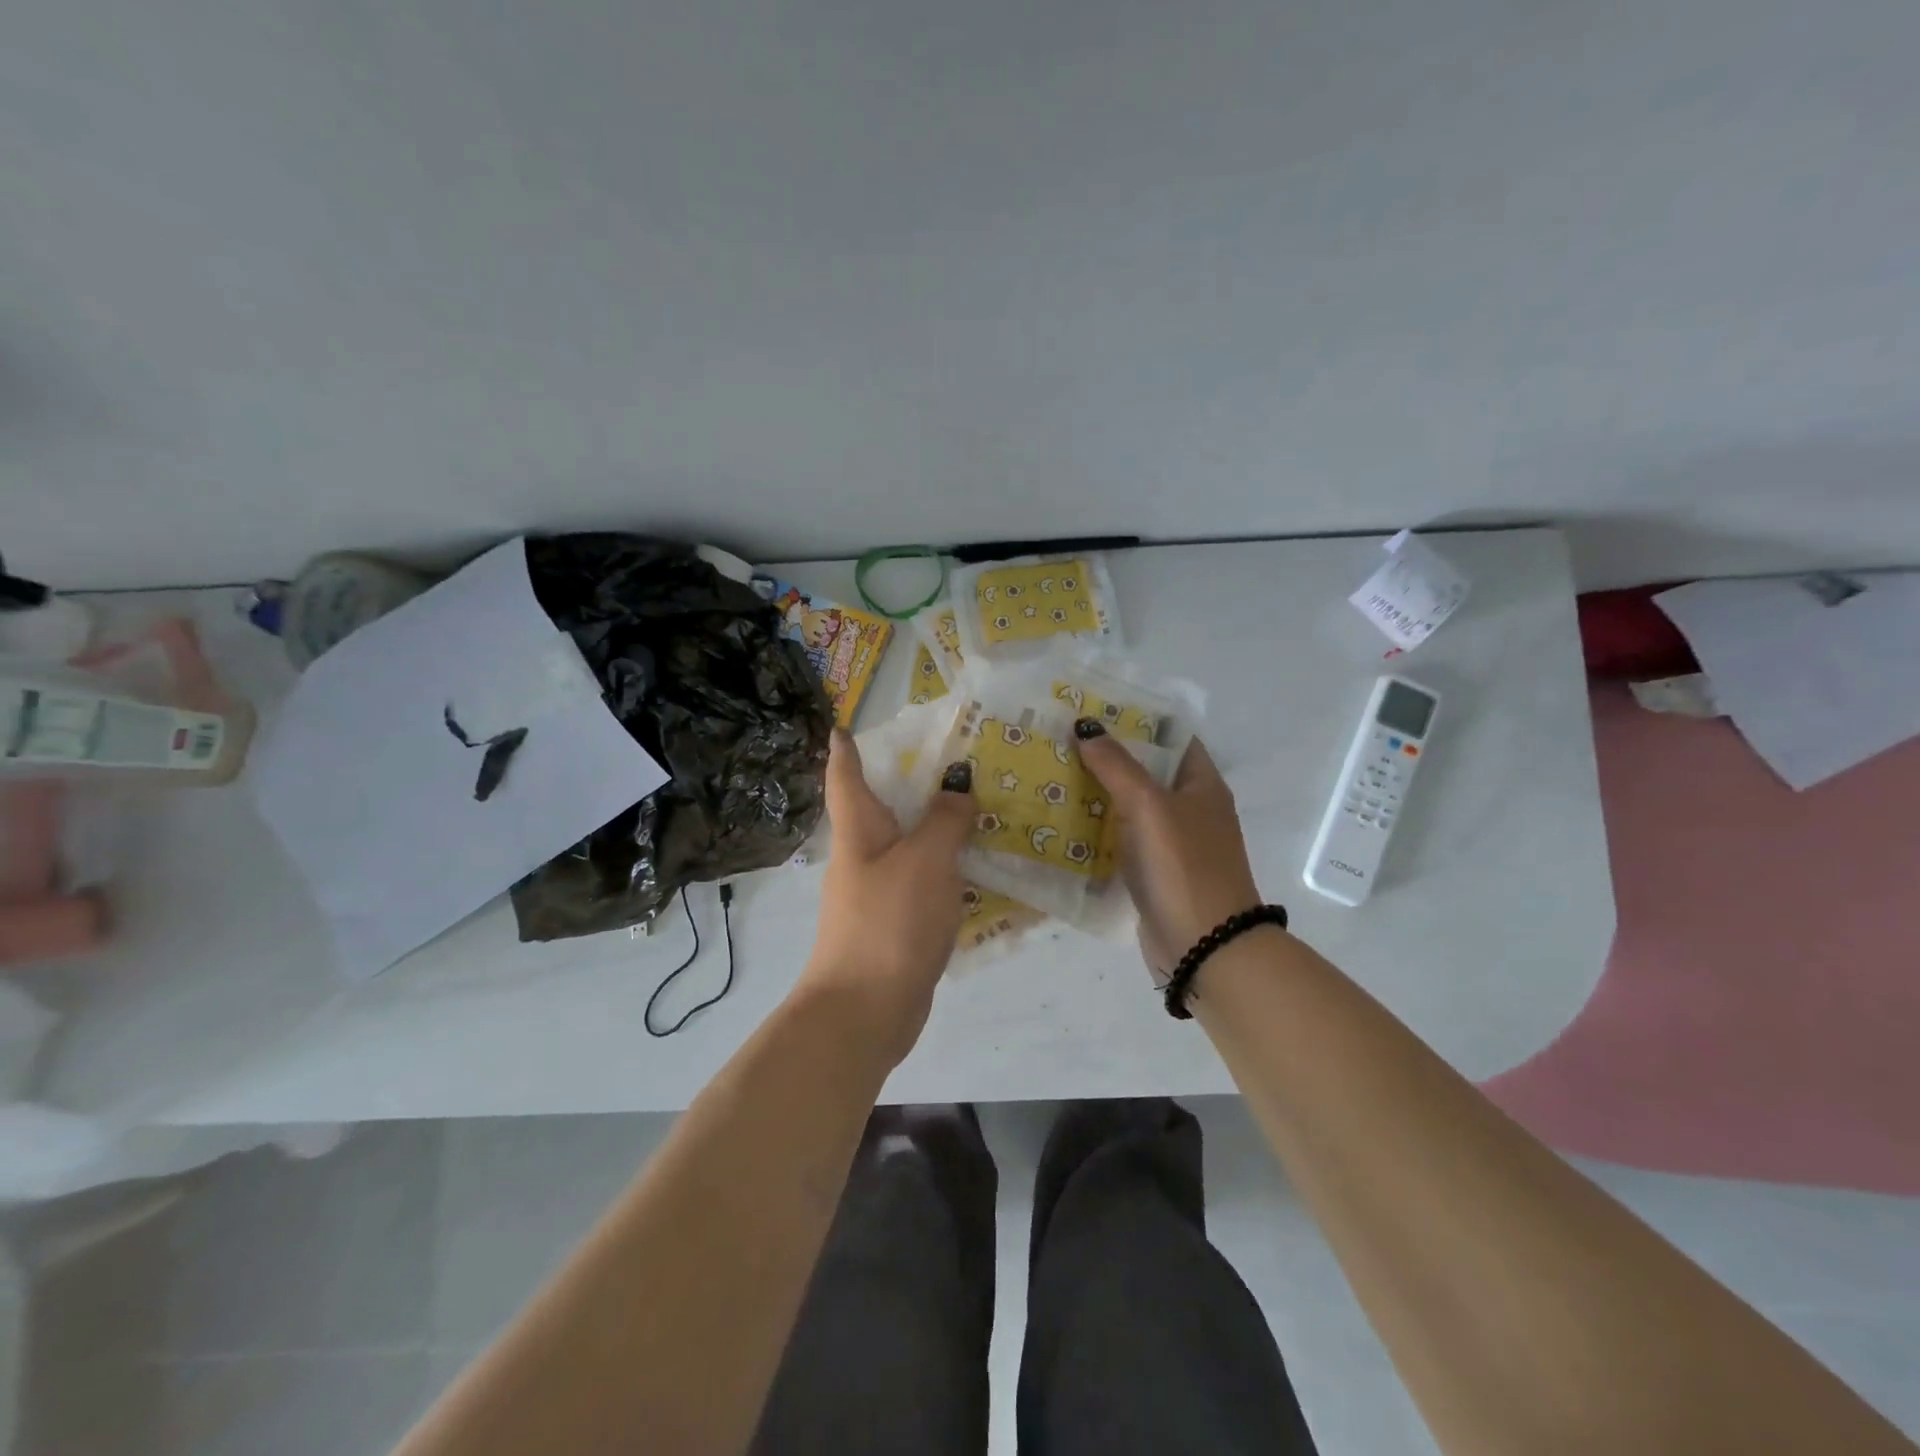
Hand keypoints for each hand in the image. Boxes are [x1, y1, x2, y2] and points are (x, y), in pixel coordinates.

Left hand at [797, 729, 975, 1064]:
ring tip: (980, 806)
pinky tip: (980, 867)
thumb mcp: (925, 860)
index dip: (845, 749)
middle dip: (912, 782)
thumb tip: (957, 789)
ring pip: (910, 845)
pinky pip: (925, 882)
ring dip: (937, 826)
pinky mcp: (897, 923)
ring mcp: (878, 892)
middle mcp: (864, 855)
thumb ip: (945, 820)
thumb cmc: (888, 922)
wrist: (865, 1011)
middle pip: (883, 807)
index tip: (845, 725)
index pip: (846, 776)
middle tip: (956, 759)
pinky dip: (948, 867)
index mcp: (860, 830)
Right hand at [1073, 725, 1263, 978]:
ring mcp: (1171, 844)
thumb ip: (1117, 765)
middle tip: (1059, 739)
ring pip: (1130, 807)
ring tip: (1051, 773)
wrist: (1204, 947)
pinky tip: (1062, 821)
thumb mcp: (1150, 806)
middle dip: (1107, 756)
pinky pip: (1122, 840)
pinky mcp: (1153, 873)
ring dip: (1097, 793)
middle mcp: (1189, 809)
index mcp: (1202, 785)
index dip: (1137, 720)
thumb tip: (1086, 726)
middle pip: (1146, 771)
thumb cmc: (1183, 866)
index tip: (1094, 709)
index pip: (1171, 738)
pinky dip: (1097, 830)